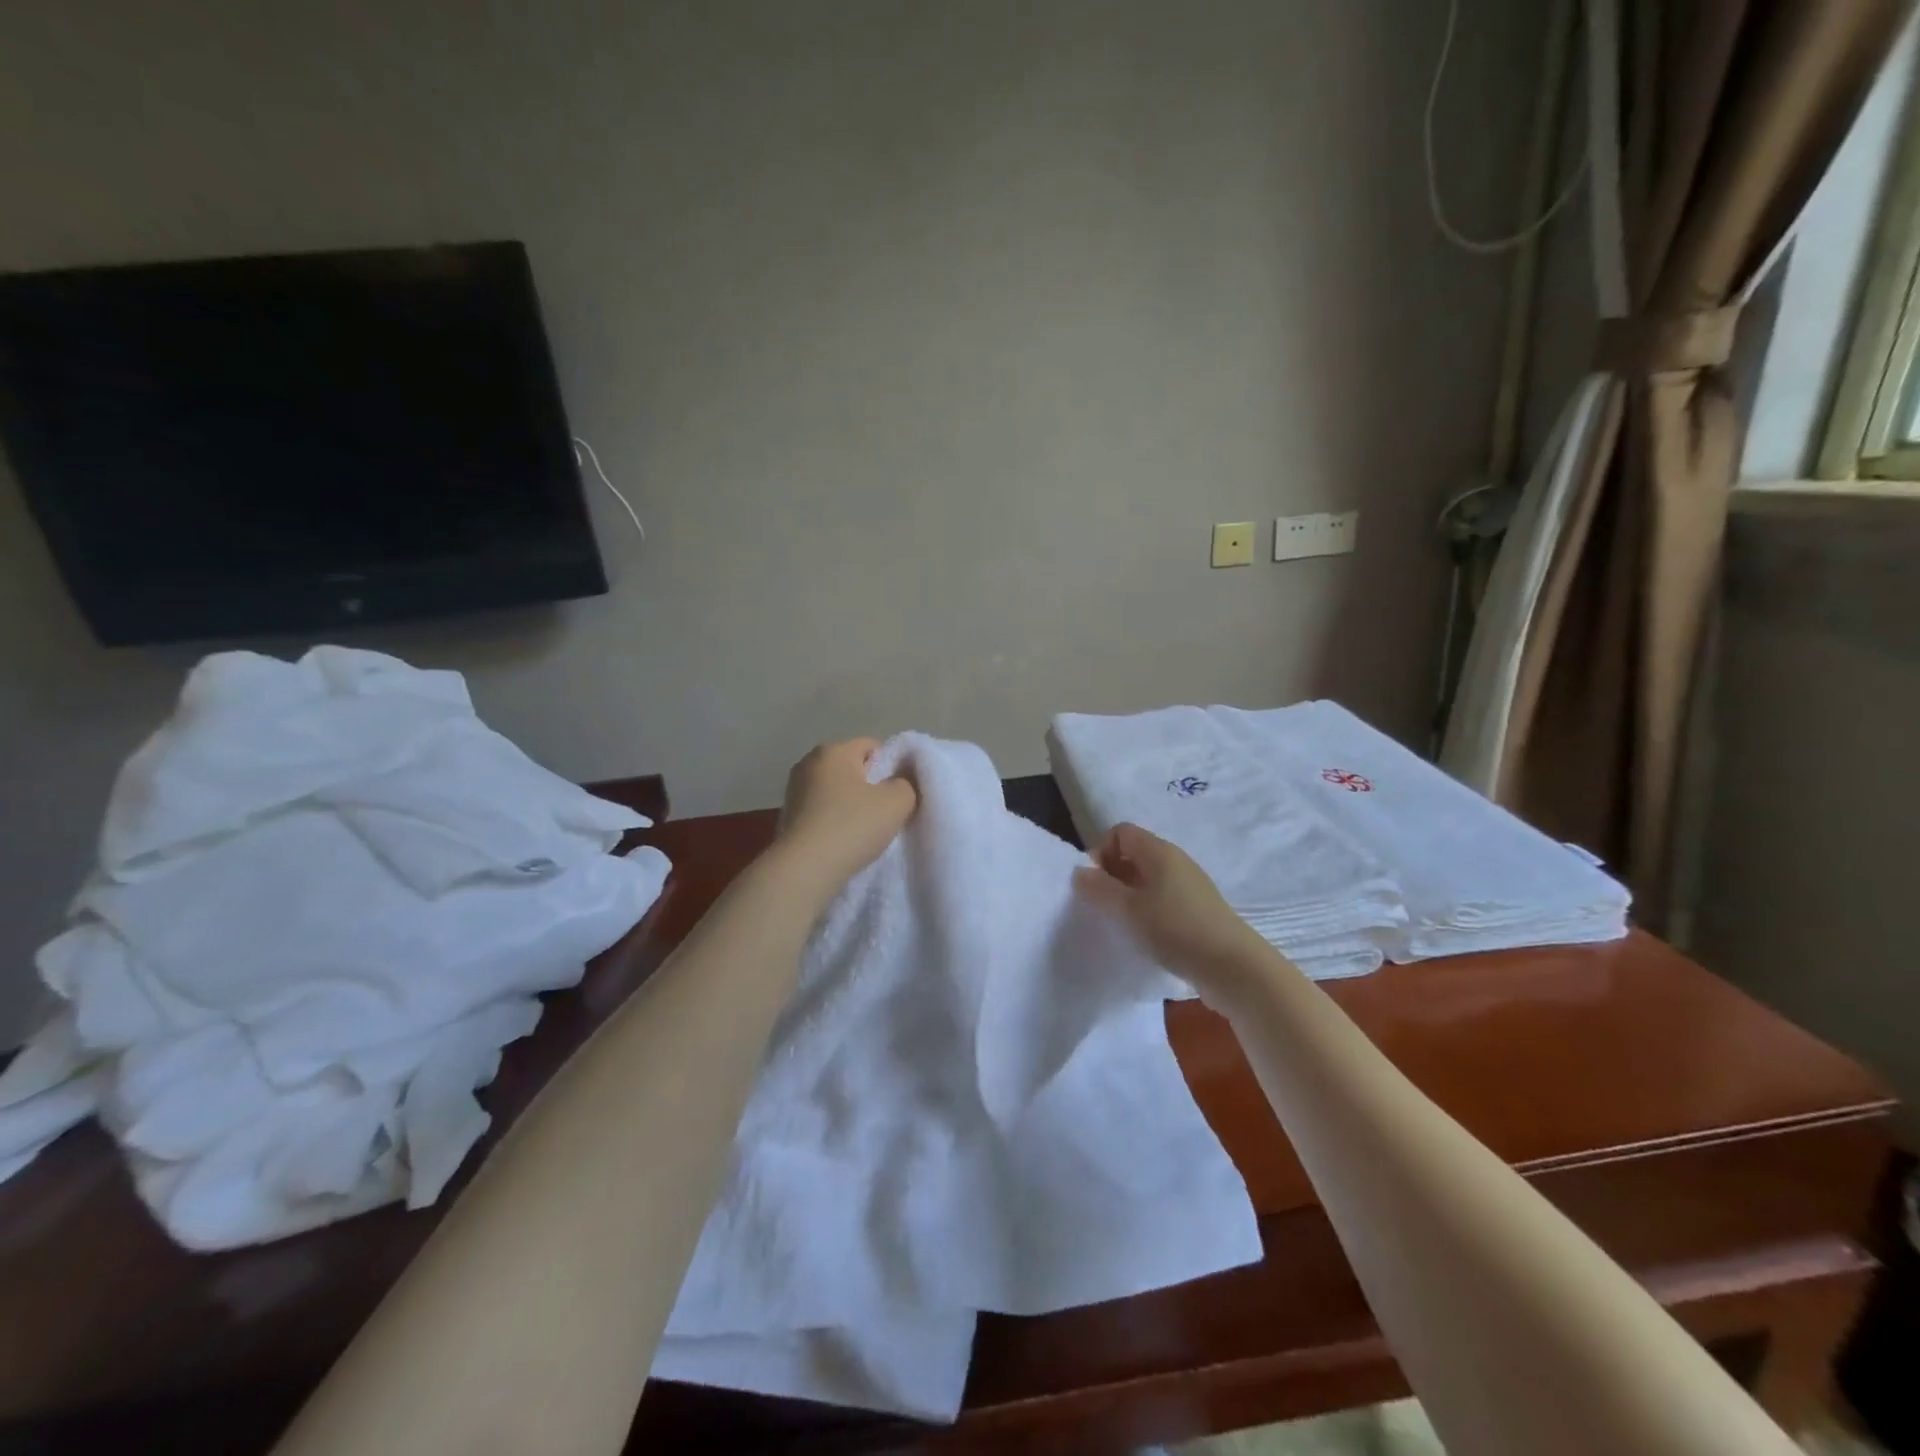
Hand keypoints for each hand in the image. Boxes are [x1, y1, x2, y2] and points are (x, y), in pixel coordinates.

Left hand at [775, 739, 917, 897]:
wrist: (805, 869)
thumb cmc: (852, 826)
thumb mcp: (897, 802)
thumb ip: (907, 784)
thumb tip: (900, 782)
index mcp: (833, 750)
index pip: (872, 746)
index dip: (891, 767)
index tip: (897, 794)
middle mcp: (808, 763)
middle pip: (852, 768)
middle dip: (869, 786)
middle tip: (884, 813)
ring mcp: (793, 790)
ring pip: (835, 791)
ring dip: (850, 805)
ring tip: (862, 832)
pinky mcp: (787, 816)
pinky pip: (820, 811)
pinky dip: (832, 821)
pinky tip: (841, 842)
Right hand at [1074, 822, 1269, 997]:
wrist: (1234, 968)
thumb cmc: (1176, 930)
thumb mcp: (1129, 910)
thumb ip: (1100, 889)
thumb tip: (1080, 872)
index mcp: (1159, 852)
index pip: (1121, 832)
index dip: (1101, 851)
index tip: (1096, 884)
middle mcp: (1176, 861)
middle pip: (1134, 854)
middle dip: (1113, 876)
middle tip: (1104, 907)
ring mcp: (1190, 886)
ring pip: (1148, 879)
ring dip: (1130, 897)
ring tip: (1123, 925)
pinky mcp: (1198, 910)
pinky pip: (1163, 899)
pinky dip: (1148, 911)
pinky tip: (1147, 937)